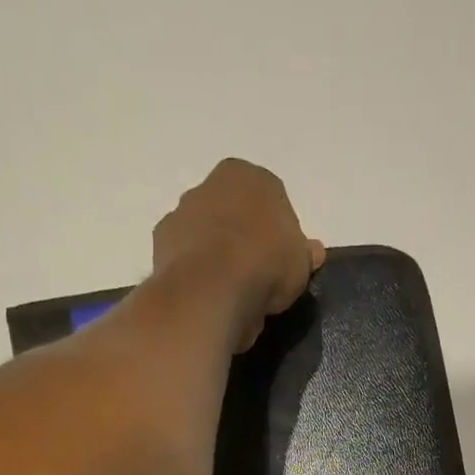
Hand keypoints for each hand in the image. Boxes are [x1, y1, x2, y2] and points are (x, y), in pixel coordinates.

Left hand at [152, 159, 325, 351]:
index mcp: (249, 176)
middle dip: (242, 241)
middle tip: (256, 281)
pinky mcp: (161, 243)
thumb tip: (314, 252)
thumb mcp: (300, 264)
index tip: (280, 264)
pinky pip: (187, 260)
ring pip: (206, 236)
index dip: (277, 235)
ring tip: (231, 297)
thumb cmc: (265, 265)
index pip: (269, 200)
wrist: (212, 287)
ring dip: (216, 259)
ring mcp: (182, 212)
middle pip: (232, 215)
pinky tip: (208, 298)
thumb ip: (304, 254)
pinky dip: (196, 276)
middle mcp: (211, 183)